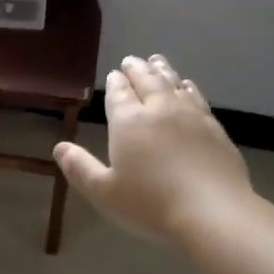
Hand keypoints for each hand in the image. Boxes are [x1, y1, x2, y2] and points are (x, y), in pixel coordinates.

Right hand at [54, 54, 255, 243]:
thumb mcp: (104, 192)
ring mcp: (190, 116)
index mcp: (128, 121)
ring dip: (162, 71)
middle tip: (131, 60)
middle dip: (136, 69)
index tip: (114, 74)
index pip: (119, 93)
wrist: (213, 212)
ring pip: (173, 84)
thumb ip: (80, 168)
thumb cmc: (150, 204)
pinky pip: (197, 98)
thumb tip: (59, 147)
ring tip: (157, 61)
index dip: (115, 82)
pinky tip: (187, 87)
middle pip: (147, 80)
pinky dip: (188, 87)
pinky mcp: (214, 128)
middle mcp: (159, 109)